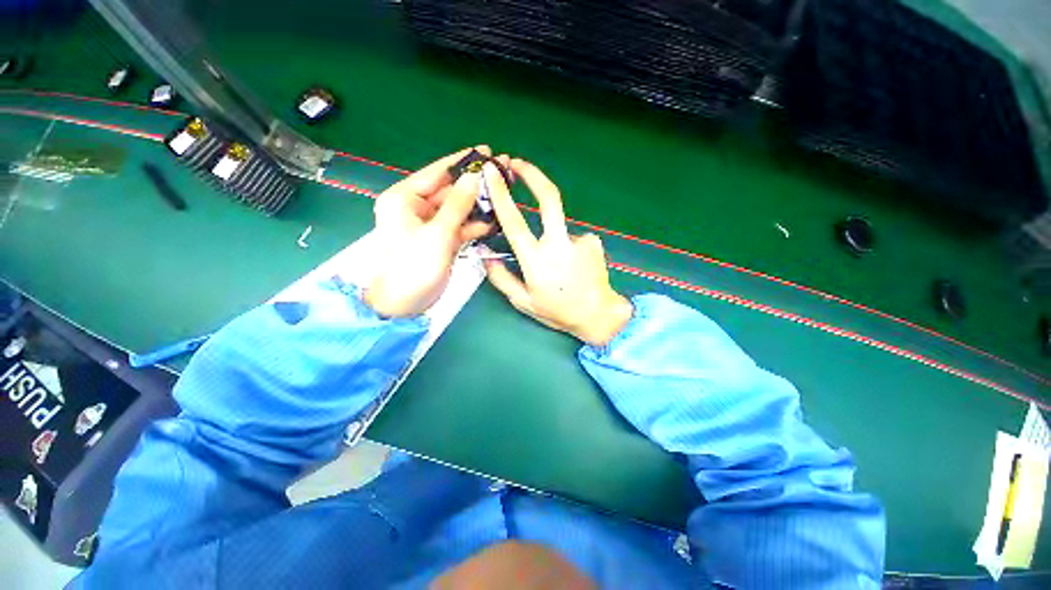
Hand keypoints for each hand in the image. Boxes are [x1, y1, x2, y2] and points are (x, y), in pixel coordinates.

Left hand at [364, 147, 494, 317]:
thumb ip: (457, 205)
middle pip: (449, 190)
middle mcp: (415, 207)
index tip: (485, 150)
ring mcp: (430, 224)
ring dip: (477, 204)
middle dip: (474, 184)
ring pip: (457, 208)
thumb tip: (474, 176)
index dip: (461, 161)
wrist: (406, 302)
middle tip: (501, 173)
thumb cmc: (415, 266)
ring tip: (503, 194)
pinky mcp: (441, 238)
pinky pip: (459, 225)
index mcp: (404, 199)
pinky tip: (493, 221)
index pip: (435, 172)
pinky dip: (474, 224)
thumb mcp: (437, 233)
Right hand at [483, 158, 632, 345]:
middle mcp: (558, 244)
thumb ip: (501, 279)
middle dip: (533, 174)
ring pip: (559, 226)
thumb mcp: (524, 302)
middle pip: (549, 197)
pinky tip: (575, 268)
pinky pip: (573, 238)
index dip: (501, 194)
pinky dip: (569, 248)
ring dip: (553, 238)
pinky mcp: (593, 241)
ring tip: (562, 269)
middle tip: (518, 163)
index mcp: (536, 261)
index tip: (492, 173)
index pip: (514, 221)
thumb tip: (486, 256)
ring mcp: (579, 240)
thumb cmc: (558, 311)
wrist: (598, 315)